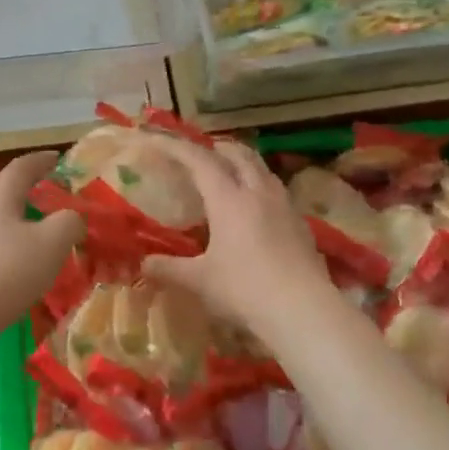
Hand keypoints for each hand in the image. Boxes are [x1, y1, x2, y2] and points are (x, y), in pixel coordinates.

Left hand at [0, 152, 85, 341]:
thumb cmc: (7, 272)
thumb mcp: (53, 243)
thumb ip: (70, 222)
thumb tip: (72, 217)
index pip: (22, 167)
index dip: (43, 161)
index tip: (58, 159)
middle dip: (18, 187)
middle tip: (39, 196)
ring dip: (7, 217)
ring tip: (29, 232)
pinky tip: (9, 262)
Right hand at [140, 137, 335, 334]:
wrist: (303, 310)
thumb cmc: (245, 289)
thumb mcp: (200, 281)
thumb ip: (170, 269)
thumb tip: (144, 264)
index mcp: (229, 199)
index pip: (199, 160)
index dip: (177, 146)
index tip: (158, 139)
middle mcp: (258, 192)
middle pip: (237, 153)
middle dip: (215, 148)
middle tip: (199, 155)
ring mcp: (284, 205)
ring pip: (261, 168)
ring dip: (241, 163)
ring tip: (228, 175)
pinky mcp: (301, 222)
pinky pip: (276, 190)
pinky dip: (259, 185)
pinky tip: (256, 208)